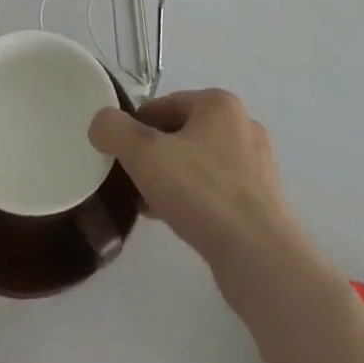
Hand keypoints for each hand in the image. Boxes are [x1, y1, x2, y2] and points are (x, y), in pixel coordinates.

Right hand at [89, 88, 307, 278]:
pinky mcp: (263, 202)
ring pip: (200, 163)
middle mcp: (242, 126)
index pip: (165, 105)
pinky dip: (195, 199)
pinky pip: (217, 190)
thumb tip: (100, 123)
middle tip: (133, 180)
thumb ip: (115, 130)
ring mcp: (257, 166)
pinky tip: (178, 221)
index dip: (136, 127)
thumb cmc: (202, 192)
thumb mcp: (144, 155)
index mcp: (220, 104)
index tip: (120, 154)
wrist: (260, 258)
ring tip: (151, 204)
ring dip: (174, 178)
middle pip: (182, 133)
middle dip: (155, 154)